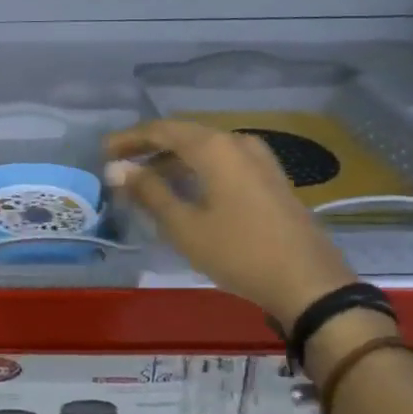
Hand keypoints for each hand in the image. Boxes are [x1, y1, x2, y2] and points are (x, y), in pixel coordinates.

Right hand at [105, 119, 356, 326]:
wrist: (309, 283)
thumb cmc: (239, 252)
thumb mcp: (184, 226)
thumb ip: (149, 192)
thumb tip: (116, 168)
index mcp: (214, 148)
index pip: (162, 130)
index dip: (129, 139)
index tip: (103, 151)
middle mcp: (237, 142)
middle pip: (184, 135)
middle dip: (149, 147)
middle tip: (120, 164)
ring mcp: (259, 159)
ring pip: (205, 149)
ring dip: (172, 159)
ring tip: (145, 179)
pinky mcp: (270, 179)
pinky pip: (223, 162)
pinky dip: (196, 169)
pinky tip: (185, 189)